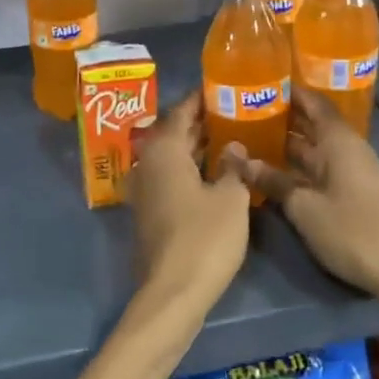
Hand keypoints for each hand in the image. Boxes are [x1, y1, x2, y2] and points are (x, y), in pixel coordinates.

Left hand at [125, 94, 249, 322]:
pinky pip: (170, 177)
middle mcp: (147, 164)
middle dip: (200, 122)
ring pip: (172, 157)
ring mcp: (145, 189)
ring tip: (230, 136)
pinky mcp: (149, 211)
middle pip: (173, 133)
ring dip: (196, 146)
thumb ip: (233, 167)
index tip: (221, 87)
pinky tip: (215, 172)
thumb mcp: (230, 199)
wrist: (173, 291)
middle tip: (233, 110)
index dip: (200, 99)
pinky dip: (190, 168)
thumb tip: (233, 146)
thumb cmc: (204, 238)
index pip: (180, 112)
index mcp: (163, 151)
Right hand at [225, 88, 378, 303]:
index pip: (314, 102)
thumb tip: (241, 160)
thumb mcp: (305, 207)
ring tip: (248, 137)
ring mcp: (351, 172)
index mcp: (339, 141)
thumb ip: (273, 181)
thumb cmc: (353, 231)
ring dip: (286, 143)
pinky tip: (271, 171)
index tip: (259, 81)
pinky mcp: (352, 193)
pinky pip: (318, 168)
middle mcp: (347, 150)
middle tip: (241, 111)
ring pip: (313, 148)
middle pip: (312, 123)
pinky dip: (296, 165)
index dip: (289, 90)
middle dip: (281, 116)